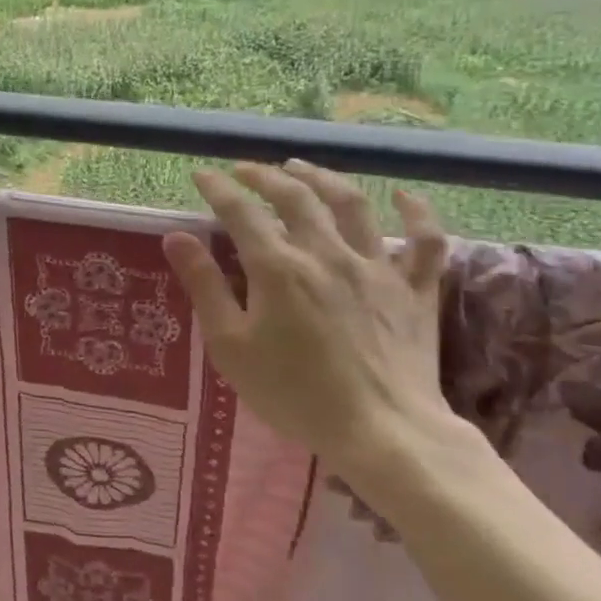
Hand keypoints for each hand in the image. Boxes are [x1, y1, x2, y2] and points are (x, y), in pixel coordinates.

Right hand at [161, 160, 462, 479]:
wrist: (383, 432)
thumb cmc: (294, 393)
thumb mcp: (231, 346)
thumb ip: (204, 286)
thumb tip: (176, 237)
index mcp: (278, 268)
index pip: (241, 212)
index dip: (218, 188)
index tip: (201, 175)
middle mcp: (326, 253)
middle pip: (294, 196)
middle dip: (264, 176)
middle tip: (245, 170)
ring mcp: (376, 267)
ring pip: (351, 204)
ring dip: (322, 178)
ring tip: (300, 167)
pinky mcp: (414, 289)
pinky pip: (425, 240)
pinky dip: (416, 213)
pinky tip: (402, 196)